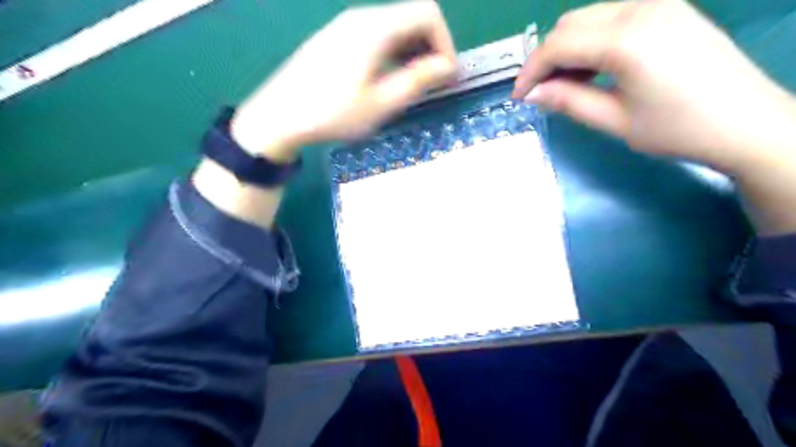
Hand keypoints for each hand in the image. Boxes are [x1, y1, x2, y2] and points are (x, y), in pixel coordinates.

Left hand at [228, 2, 453, 161]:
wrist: (279, 116)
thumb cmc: (333, 113)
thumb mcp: (382, 103)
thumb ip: (418, 80)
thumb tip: (447, 66)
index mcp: (376, 28)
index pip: (428, 14)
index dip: (445, 43)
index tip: (445, 76)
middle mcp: (362, 17)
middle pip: (411, 17)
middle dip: (431, 47)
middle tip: (433, 83)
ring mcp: (346, 26)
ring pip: (394, 27)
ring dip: (412, 52)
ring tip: (413, 85)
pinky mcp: (336, 39)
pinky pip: (376, 36)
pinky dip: (393, 53)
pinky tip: (388, 79)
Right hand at [510, 0, 795, 172]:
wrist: (746, 123)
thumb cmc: (677, 129)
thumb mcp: (613, 120)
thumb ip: (568, 101)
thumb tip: (531, 94)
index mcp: (626, 39)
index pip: (557, 45)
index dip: (531, 71)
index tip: (520, 97)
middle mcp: (641, 8)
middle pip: (569, 25)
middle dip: (546, 59)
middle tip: (541, 94)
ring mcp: (658, 4)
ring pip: (588, 18)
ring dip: (567, 50)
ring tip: (565, 86)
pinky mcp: (668, 10)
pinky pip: (612, 18)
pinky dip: (591, 42)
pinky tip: (592, 69)